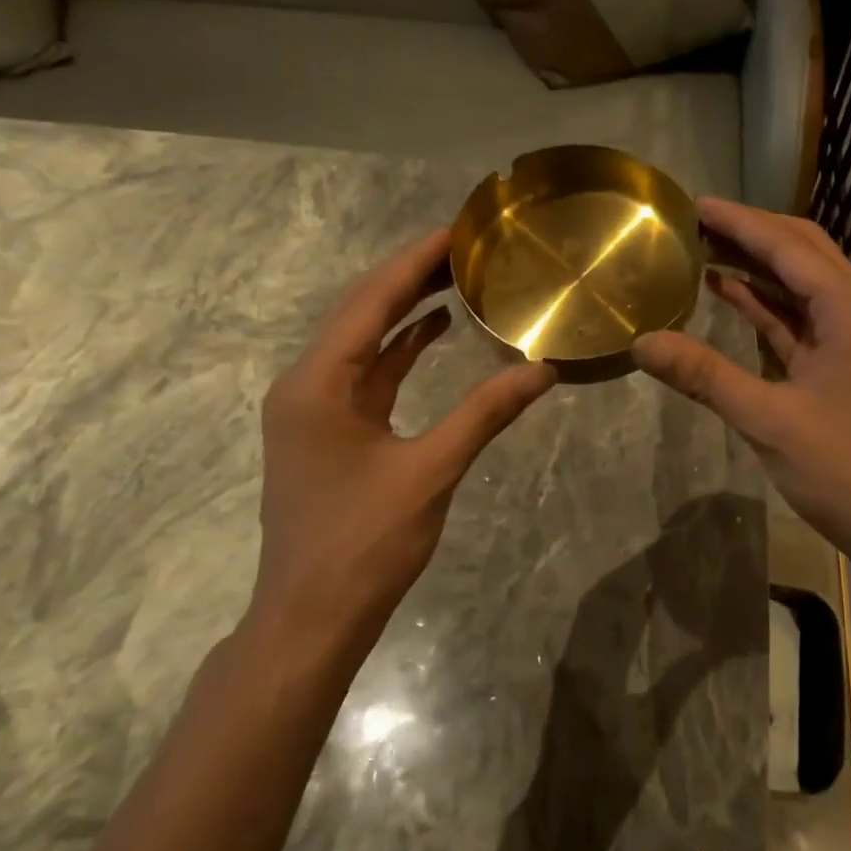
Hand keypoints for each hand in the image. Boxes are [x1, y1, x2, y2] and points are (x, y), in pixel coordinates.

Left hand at [251, 228, 555, 641]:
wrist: (310, 620)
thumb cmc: (363, 544)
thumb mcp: (431, 471)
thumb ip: (486, 413)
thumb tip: (543, 369)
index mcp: (318, 383)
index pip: (371, 301)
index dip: (415, 261)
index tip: (457, 230)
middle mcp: (307, 383)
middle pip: (362, 311)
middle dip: (411, 276)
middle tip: (464, 247)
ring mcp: (314, 408)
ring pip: (364, 341)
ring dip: (405, 309)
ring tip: (455, 277)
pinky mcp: (329, 430)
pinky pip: (367, 373)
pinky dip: (399, 350)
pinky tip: (434, 332)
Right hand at [633, 198, 850, 578]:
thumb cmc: (846, 470)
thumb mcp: (768, 420)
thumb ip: (704, 376)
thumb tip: (642, 342)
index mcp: (850, 310)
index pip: (788, 247)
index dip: (740, 222)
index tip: (695, 204)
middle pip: (802, 252)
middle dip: (751, 233)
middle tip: (697, 221)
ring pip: (800, 283)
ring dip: (757, 264)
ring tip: (703, 247)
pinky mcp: (841, 363)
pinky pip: (799, 318)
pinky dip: (765, 303)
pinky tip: (728, 292)